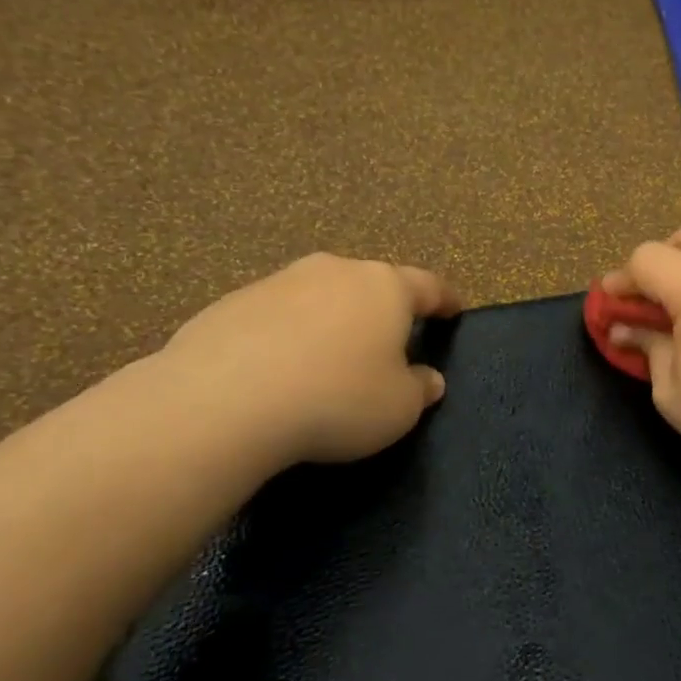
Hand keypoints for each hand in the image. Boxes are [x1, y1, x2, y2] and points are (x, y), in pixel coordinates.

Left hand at [162, 253, 461, 466]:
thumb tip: (428, 379)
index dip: (445, 300)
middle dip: (383, 310)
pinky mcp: (232, 302)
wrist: (225, 400)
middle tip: (388, 342)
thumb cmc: (337, 399)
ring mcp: (280, 282)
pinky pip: (277, 317)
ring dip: (332, 322)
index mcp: (384, 287)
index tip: (455, 309)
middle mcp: (335, 271)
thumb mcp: (398, 408)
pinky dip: (287, 337)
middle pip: (370, 285)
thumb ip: (420, 389)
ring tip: (328, 361)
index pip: (428, 286)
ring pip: (320, 297)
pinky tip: (278, 372)